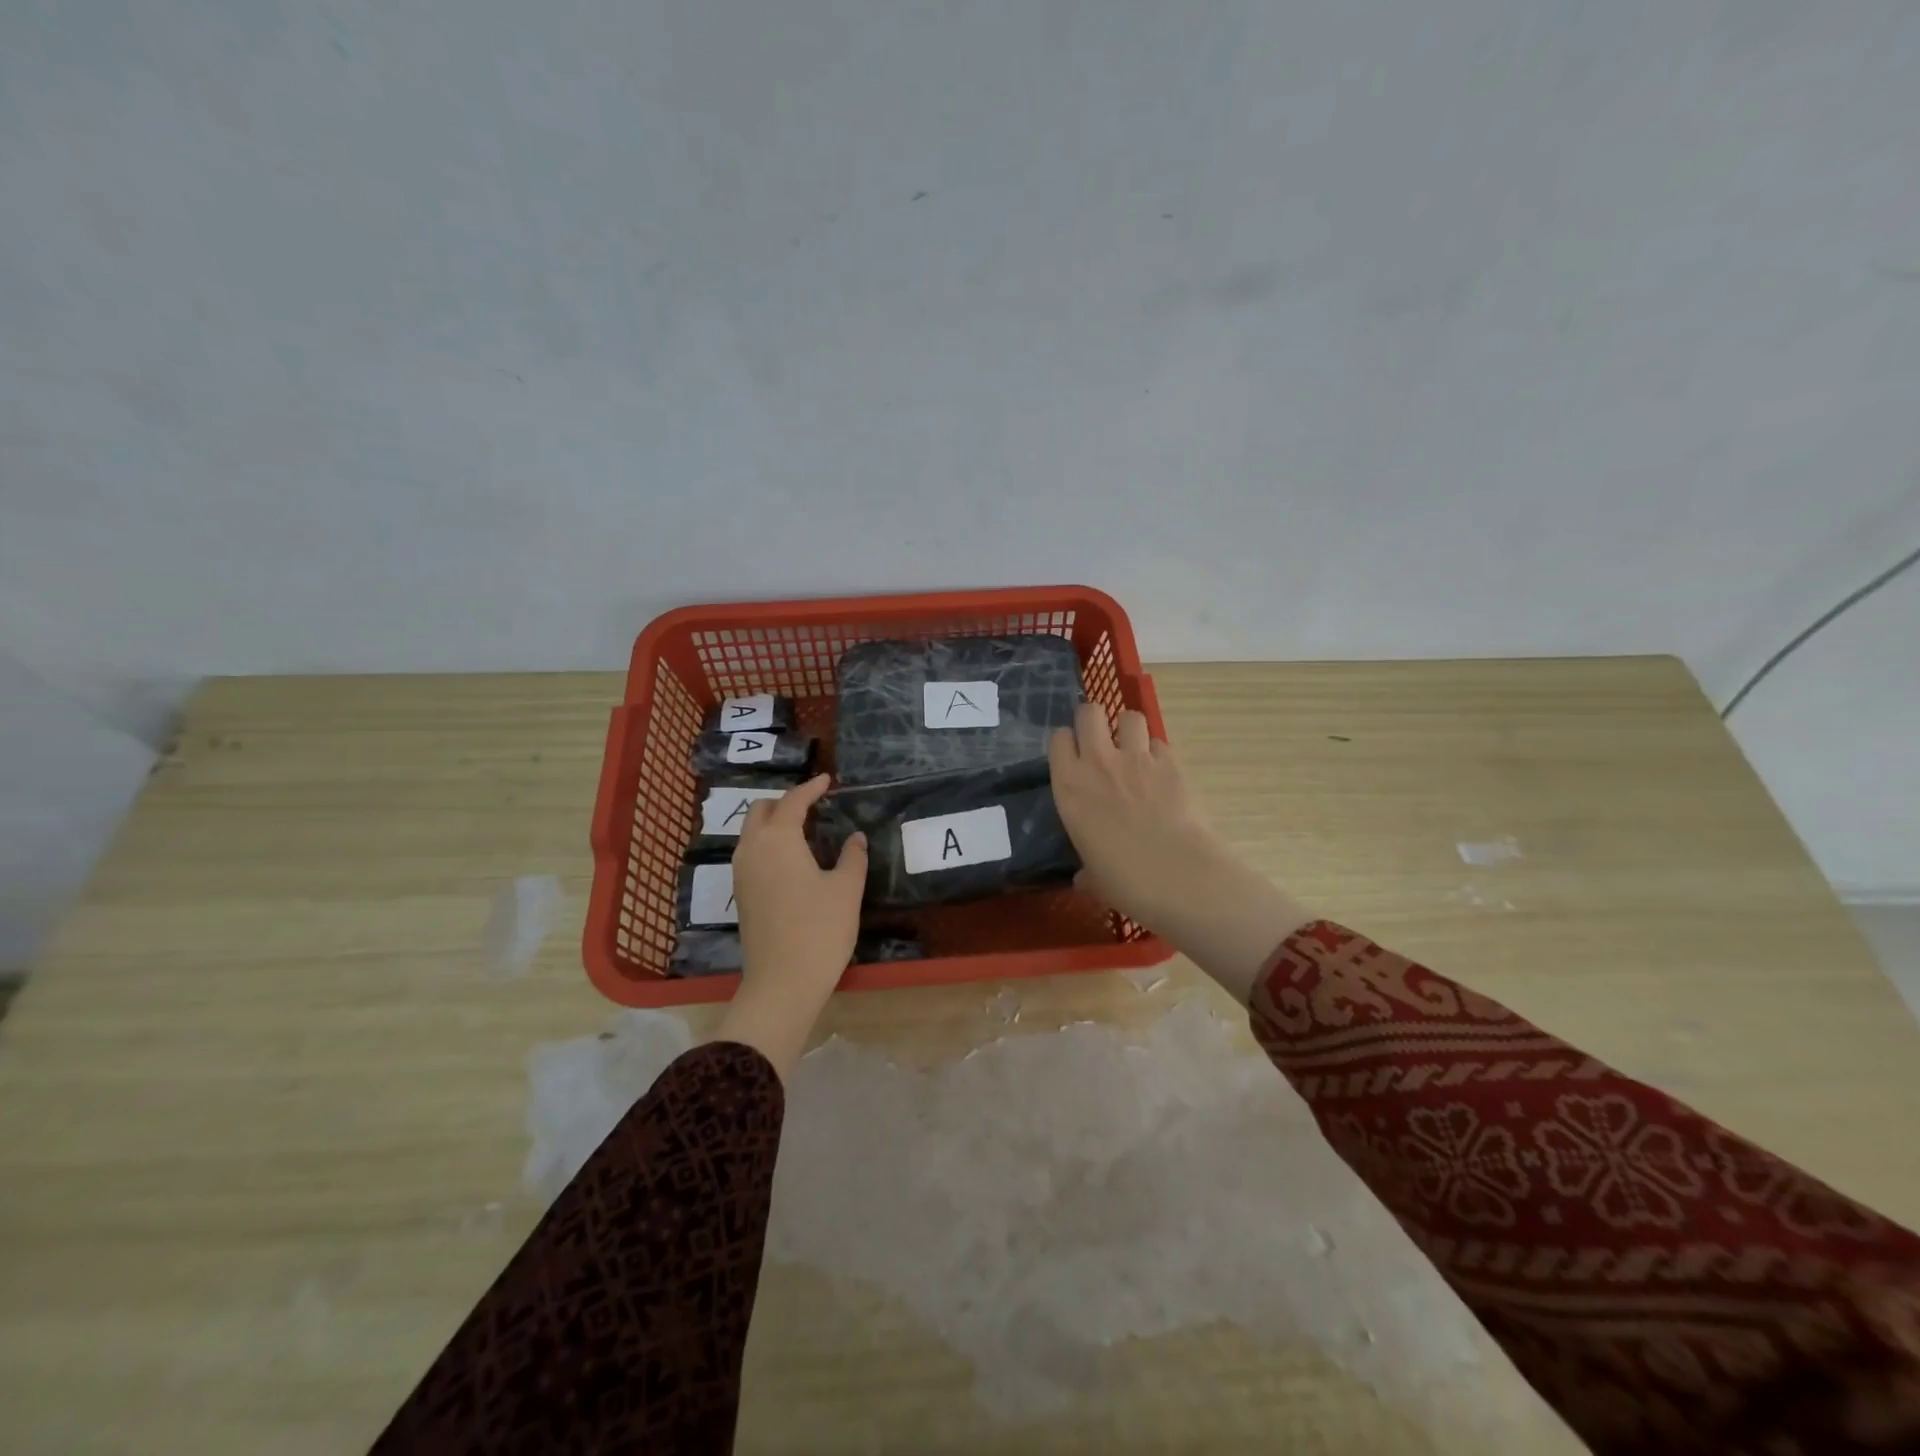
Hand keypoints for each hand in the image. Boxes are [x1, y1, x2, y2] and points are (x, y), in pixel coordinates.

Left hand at [715, 774, 866, 1078]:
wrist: (782, 983)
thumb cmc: (820, 930)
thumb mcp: (847, 890)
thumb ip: (852, 857)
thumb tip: (855, 837)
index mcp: (778, 839)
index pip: (793, 801)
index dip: (811, 788)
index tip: (827, 780)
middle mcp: (752, 849)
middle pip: (762, 810)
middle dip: (786, 802)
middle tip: (814, 806)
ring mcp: (742, 873)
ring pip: (752, 832)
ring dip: (774, 823)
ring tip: (805, 830)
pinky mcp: (741, 894)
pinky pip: (751, 853)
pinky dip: (768, 844)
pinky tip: (792, 859)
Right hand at [1048, 703, 1225, 929]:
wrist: (1177, 875)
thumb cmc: (1123, 881)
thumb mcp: (1093, 877)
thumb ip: (1086, 870)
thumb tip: (1084, 878)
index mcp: (1069, 786)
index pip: (1058, 740)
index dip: (1067, 743)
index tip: (1073, 755)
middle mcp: (1098, 762)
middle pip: (1090, 712)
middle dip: (1094, 719)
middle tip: (1100, 738)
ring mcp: (1137, 758)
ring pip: (1130, 717)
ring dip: (1130, 729)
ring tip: (1134, 749)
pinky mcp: (1172, 763)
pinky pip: (1161, 743)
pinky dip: (1160, 754)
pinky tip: (1163, 773)